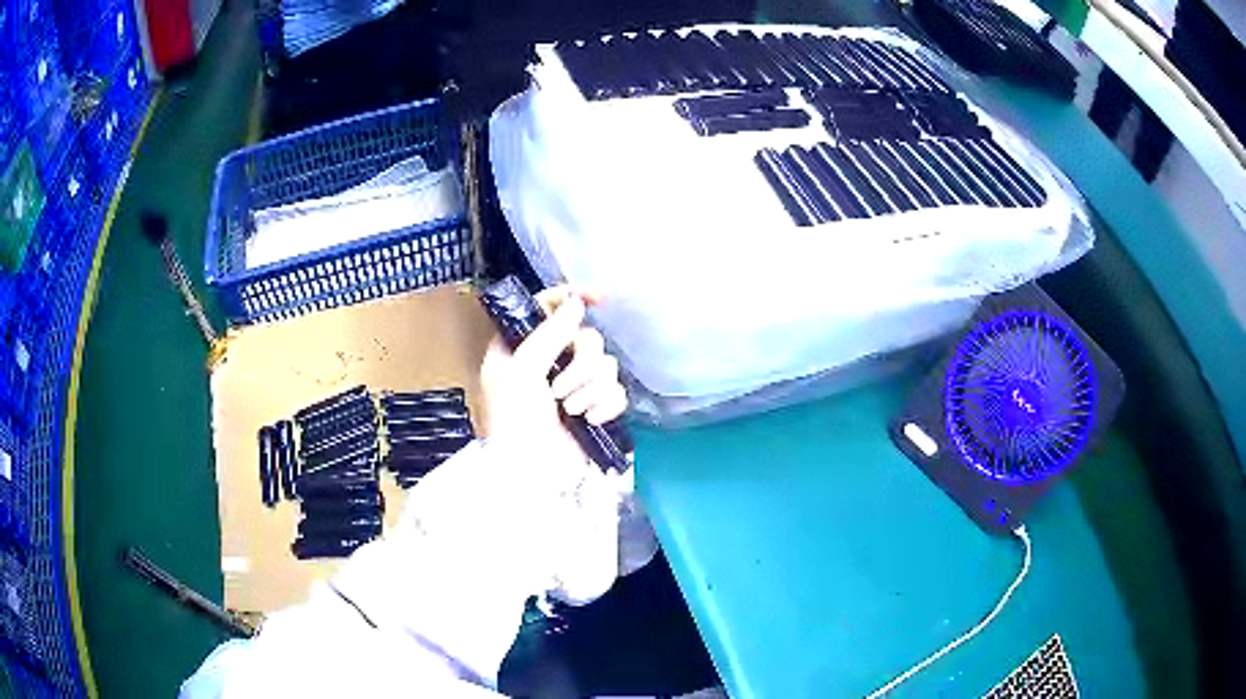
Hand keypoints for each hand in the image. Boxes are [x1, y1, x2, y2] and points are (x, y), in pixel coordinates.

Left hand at [478, 285, 632, 605]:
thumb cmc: (514, 424)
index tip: (597, 298)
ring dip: (590, 388)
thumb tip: (577, 303)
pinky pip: (617, 390)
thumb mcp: (520, 374)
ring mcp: (575, 385)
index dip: (571, 297)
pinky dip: (606, 405)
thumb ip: (548, 334)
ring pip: (605, 363)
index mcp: (521, 348)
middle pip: (586, 336)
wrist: (533, 478)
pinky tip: (591, 420)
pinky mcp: (596, 408)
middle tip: (559, 390)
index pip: (548, 308)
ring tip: (571, 411)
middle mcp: (549, 361)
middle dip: (579, 364)